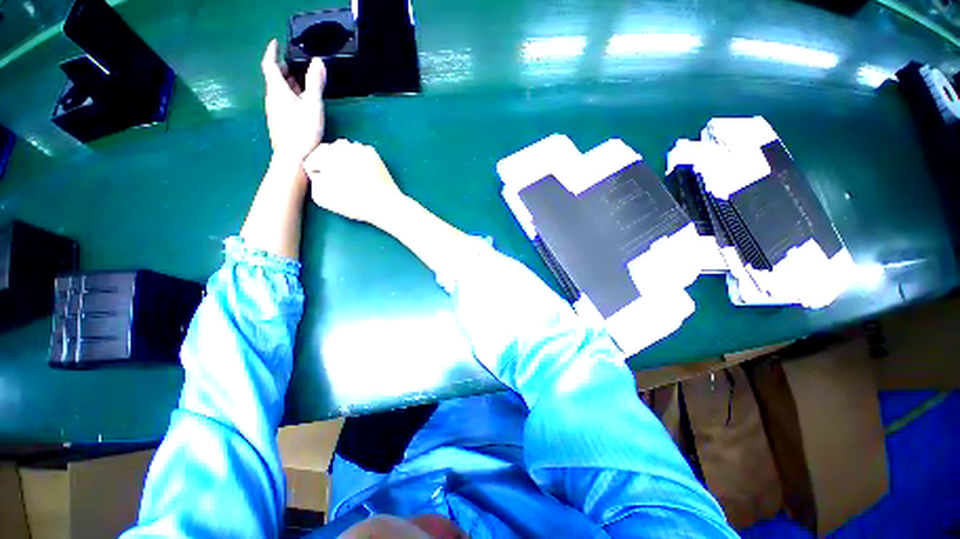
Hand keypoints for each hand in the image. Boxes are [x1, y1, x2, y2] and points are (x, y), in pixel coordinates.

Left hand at [261, 39, 325, 163]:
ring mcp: (274, 111)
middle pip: (274, 78)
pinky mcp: (279, 122)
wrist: (292, 158)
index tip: (276, 43)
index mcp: (277, 90)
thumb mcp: (313, 105)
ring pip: (278, 91)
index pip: (270, 64)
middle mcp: (272, 98)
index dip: (272, 52)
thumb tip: (318, 61)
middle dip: (284, 69)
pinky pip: (282, 102)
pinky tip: (301, 103)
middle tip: (296, 65)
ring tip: (303, 84)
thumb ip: (315, 83)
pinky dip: (290, 96)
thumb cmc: (302, 130)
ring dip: (288, 83)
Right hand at [304, 140, 405, 223]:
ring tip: (351, 179)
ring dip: (343, 162)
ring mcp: (359, 147)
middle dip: (329, 165)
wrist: (385, 204)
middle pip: (327, 153)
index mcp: (326, 154)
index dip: (315, 175)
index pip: (311, 161)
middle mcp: (342, 145)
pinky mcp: (373, 153)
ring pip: (343, 152)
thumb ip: (313, 181)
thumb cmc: (353, 203)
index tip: (325, 186)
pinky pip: (358, 154)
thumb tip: (317, 174)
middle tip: (338, 182)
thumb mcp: (321, 197)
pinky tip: (362, 175)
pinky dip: (358, 162)